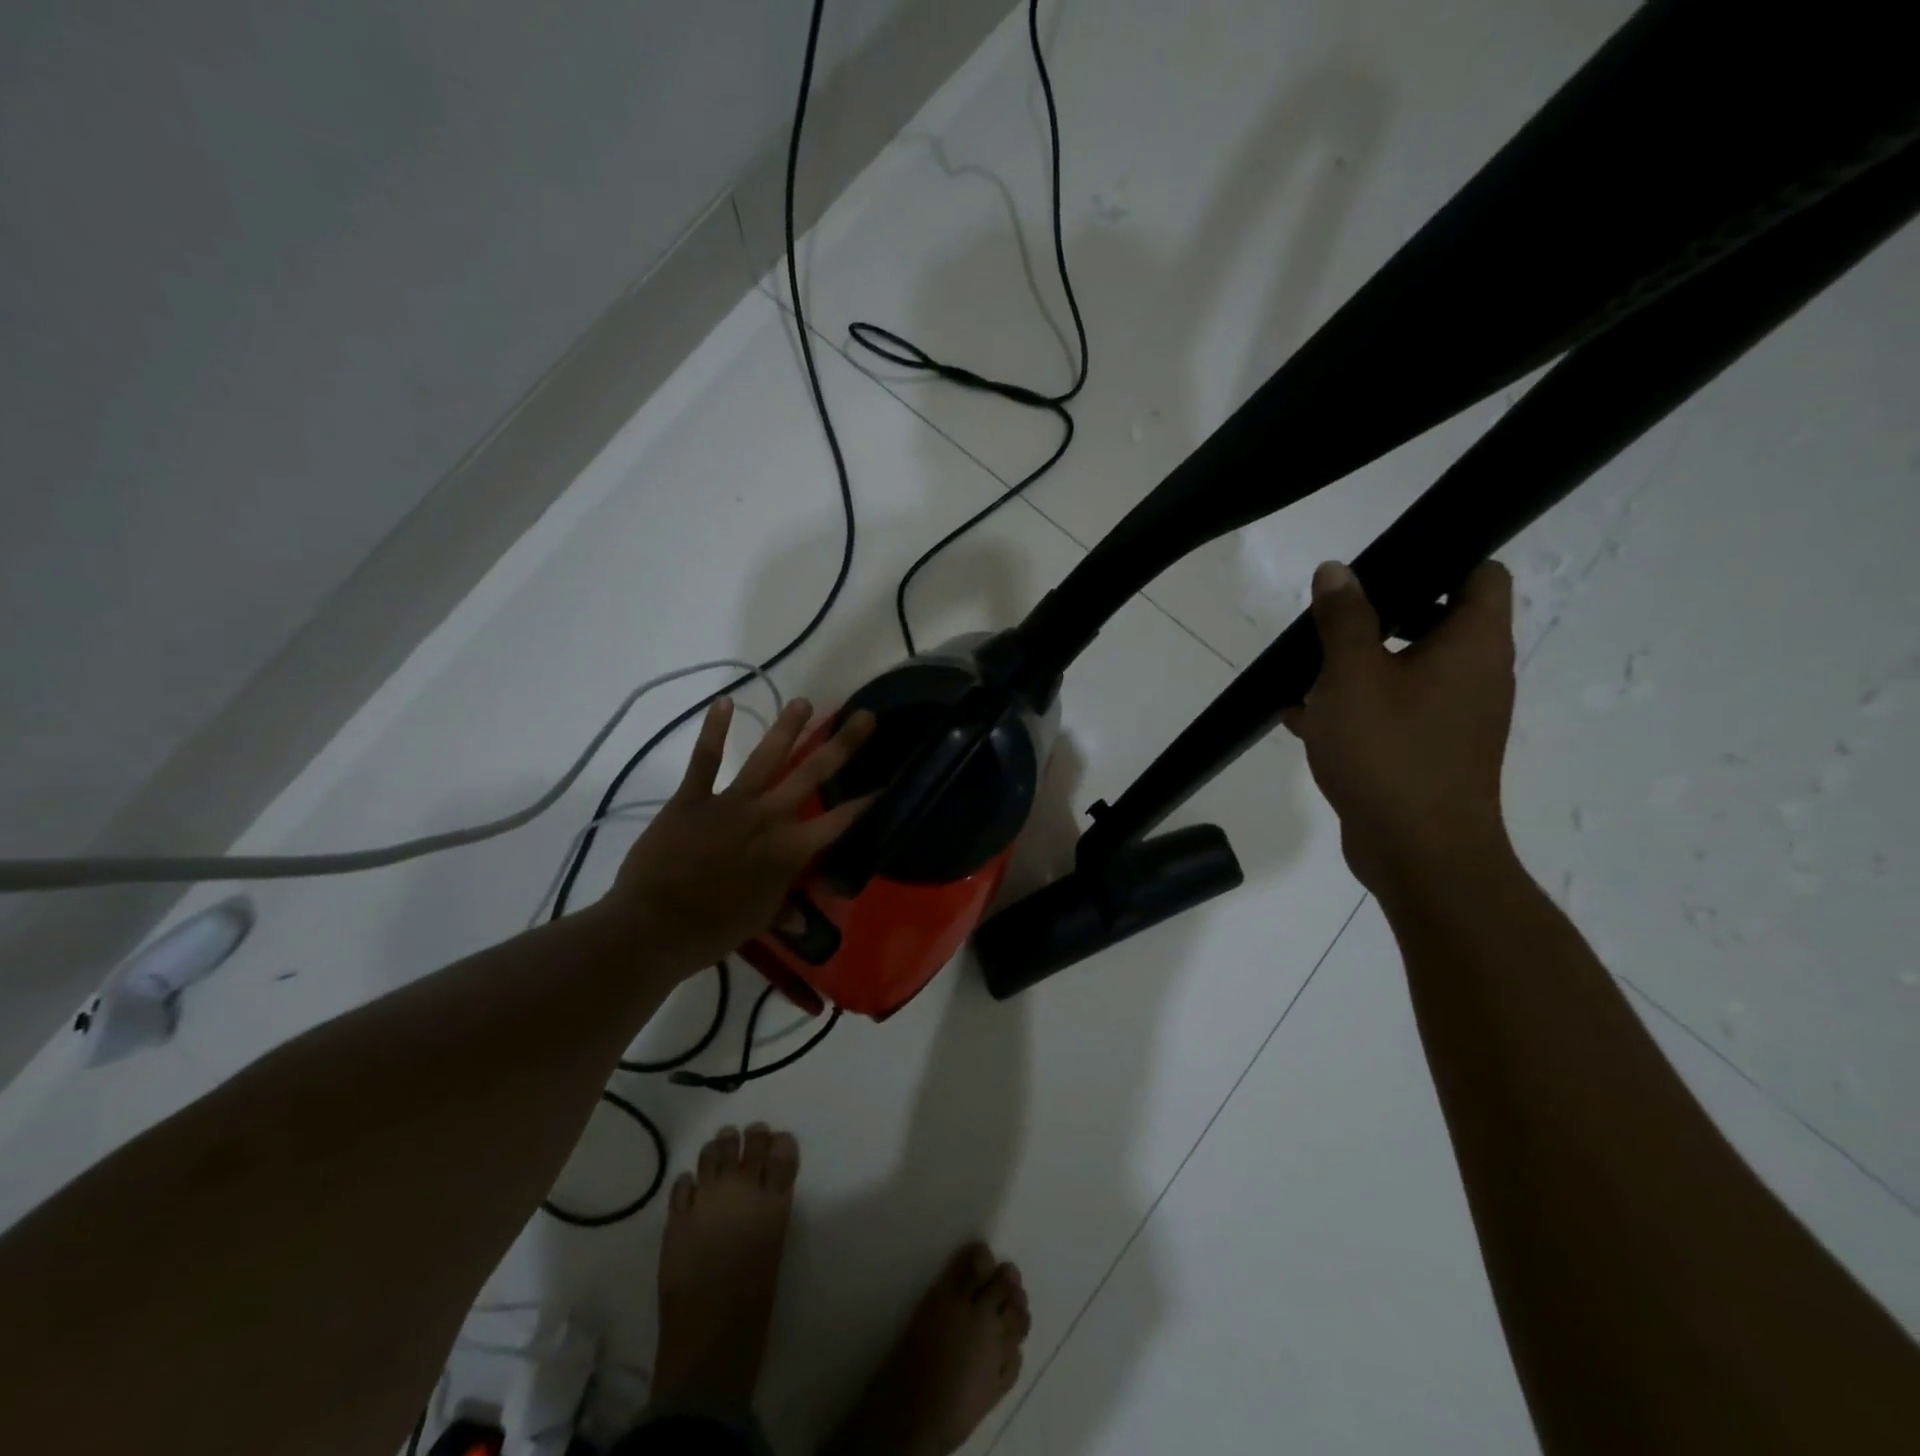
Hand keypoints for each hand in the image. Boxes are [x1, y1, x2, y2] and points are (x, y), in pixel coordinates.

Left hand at [610, 696, 875, 974]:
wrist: (654, 926)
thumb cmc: (713, 930)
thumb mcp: (757, 922)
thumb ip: (784, 911)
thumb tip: (806, 923)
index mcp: (790, 850)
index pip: (839, 820)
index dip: (867, 801)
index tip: (889, 780)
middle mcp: (768, 817)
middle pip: (812, 774)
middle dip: (842, 744)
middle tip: (864, 716)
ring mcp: (731, 803)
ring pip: (767, 757)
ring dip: (788, 728)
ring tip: (805, 702)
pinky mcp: (693, 798)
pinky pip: (705, 759)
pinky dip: (714, 730)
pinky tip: (724, 701)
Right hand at [1282, 560, 1516, 892]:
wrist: (1418, 852)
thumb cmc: (1389, 752)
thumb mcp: (1352, 676)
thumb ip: (1343, 619)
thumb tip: (1337, 571)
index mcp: (1473, 644)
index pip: (1481, 574)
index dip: (1439, 558)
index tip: (1384, 566)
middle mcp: (1476, 675)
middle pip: (1438, 620)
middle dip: (1381, 615)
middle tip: (1332, 617)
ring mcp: (1455, 717)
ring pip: (1409, 669)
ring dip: (1360, 664)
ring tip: (1306, 668)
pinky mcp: (1430, 752)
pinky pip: (1394, 711)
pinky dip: (1356, 706)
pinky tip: (1303, 716)